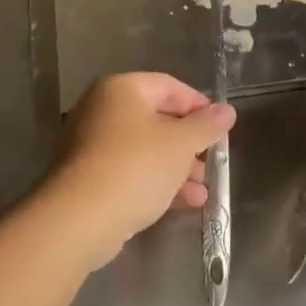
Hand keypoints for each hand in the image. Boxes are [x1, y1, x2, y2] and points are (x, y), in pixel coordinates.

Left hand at [43, 72, 236, 270]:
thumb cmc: (135, 167)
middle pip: (156, 118)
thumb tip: (227, 111)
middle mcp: (102, 109)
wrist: (79, 219)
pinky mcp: (88, 178)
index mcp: (121, 89)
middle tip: (212, 161)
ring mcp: (91, 145)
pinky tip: (185, 203)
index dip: (199, 105)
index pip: (169, 86)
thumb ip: (206, 126)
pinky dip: (156, 182)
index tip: (221, 129)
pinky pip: (130, 172)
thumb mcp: (180, 144)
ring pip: (144, 149)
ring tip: (203, 190)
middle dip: (189, 143)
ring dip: (177, 168)